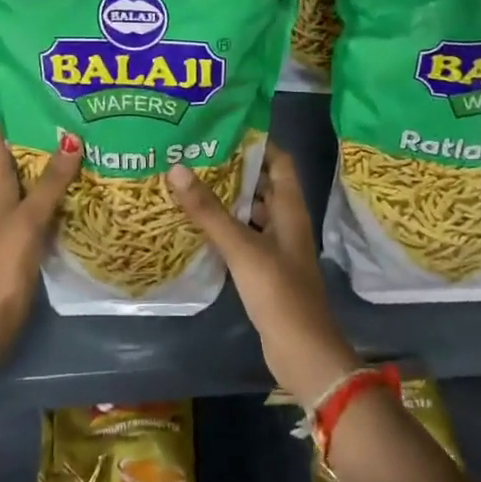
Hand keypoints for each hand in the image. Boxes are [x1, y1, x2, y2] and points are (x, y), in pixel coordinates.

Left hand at [0, 126, 80, 337]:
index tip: (44, 99)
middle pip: (19, 154)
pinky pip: (45, 204)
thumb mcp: (30, 216)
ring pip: (34, 179)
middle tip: (81, 120)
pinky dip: (61, 193)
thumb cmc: (4, 259)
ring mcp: (13, 215)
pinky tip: (87, 189)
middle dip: (45, 137)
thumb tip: (72, 138)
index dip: (15, 115)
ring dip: (56, 166)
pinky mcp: (26, 235)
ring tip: (91, 147)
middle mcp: (1, 193)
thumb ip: (51, 180)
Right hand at [166, 143, 357, 406]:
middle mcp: (285, 222)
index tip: (223, 127)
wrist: (303, 354)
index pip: (279, 160)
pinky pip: (243, 237)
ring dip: (226, 198)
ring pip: (250, 211)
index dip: (257, 141)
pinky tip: (196, 223)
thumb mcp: (242, 248)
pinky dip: (224, 227)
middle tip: (195, 152)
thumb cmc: (279, 293)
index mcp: (289, 209)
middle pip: (261, 183)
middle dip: (233, 167)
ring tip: (189, 181)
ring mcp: (276, 247)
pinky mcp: (264, 270)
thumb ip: (209, 211)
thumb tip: (176, 167)